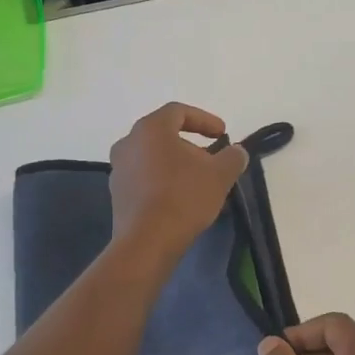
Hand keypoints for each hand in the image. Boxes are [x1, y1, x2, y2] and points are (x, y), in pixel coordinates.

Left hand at [108, 103, 249, 264]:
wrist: (147, 242)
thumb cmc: (183, 197)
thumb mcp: (219, 174)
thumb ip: (232, 157)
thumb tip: (237, 152)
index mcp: (150, 129)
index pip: (178, 112)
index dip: (204, 120)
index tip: (222, 134)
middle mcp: (128, 143)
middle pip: (164, 135)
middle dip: (191, 146)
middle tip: (212, 160)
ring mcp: (119, 170)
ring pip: (154, 158)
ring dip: (177, 165)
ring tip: (199, 183)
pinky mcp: (118, 195)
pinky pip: (145, 179)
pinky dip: (163, 182)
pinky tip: (181, 200)